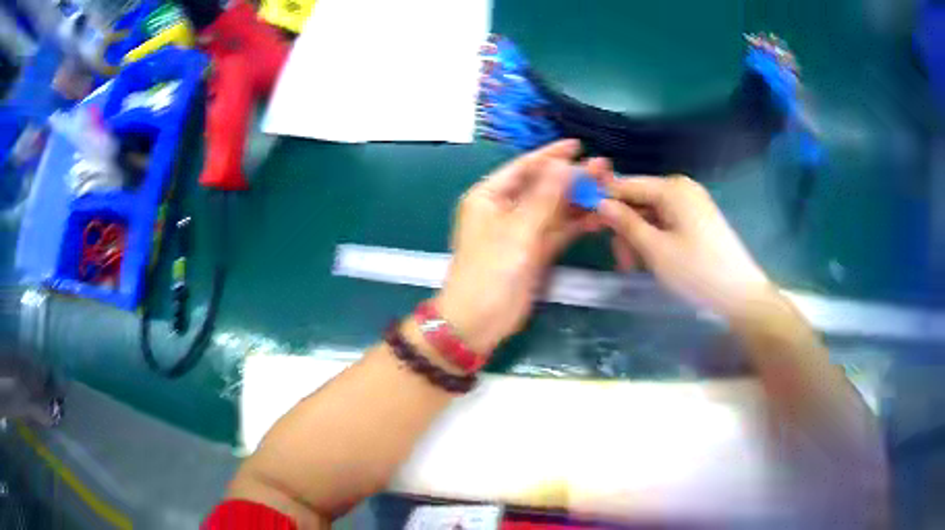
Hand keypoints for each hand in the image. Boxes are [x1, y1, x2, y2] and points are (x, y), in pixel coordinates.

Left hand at [435, 140, 607, 353]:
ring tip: (608, 187)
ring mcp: (521, 231)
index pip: (524, 167)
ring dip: (579, 200)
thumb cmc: (490, 271)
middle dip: (572, 178)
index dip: (551, 155)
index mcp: (489, 196)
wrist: (479, 321)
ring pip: (554, 209)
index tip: (578, 145)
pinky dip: (577, 224)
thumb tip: (563, 165)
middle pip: (543, 187)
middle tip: (603, 167)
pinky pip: (558, 231)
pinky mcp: (535, 251)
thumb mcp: (517, 231)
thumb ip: (544, 198)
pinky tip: (599, 216)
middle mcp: (505, 209)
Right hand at [598, 175, 776, 319]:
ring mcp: (693, 204)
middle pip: (640, 201)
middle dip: (625, 228)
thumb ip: (626, 223)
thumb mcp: (655, 249)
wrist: (740, 295)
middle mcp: (682, 189)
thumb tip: (599, 203)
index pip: (627, 185)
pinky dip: (655, 240)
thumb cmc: (696, 271)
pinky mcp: (699, 221)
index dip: (605, 202)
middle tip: (620, 262)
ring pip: (652, 215)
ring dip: (639, 238)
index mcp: (672, 188)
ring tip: (635, 268)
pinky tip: (653, 262)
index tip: (588, 225)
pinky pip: (667, 223)